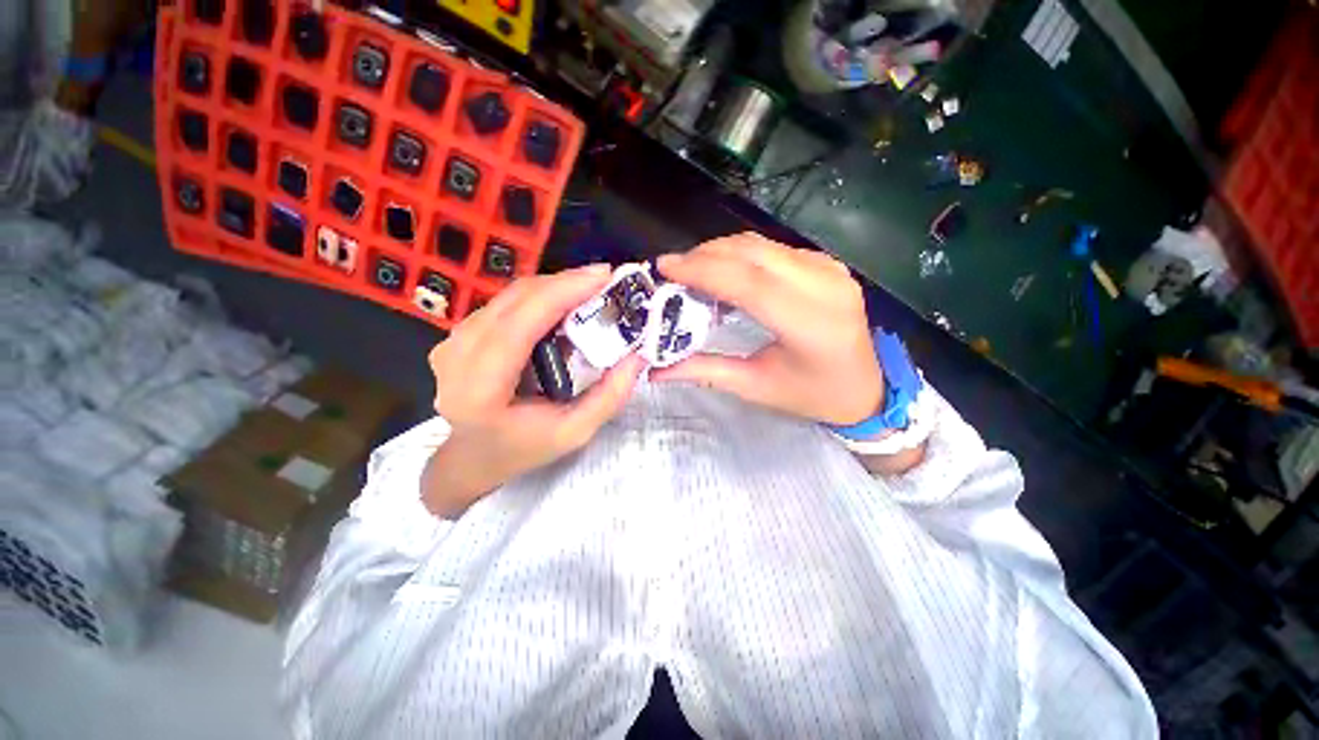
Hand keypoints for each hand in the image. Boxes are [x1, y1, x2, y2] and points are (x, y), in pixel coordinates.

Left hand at [422, 265, 645, 517]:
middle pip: (515, 300)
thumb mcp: (574, 433)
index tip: (603, 276)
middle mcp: (457, 356)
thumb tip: (638, 356)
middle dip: (565, 283)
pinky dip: (539, 298)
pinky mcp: (459, 334)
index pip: (519, 324)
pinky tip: (563, 306)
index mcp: (480, 388)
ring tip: (590, 291)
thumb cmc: (523, 449)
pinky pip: (505, 304)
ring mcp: (452, 341)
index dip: (561, 292)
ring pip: (510, 296)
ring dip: (554, 288)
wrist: (472, 458)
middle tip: (606, 280)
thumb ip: (609, 397)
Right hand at [653, 233, 882, 425]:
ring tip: (691, 271)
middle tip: (673, 270)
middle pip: (753, 253)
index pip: (748, 282)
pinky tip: (724, 272)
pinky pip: (774, 250)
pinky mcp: (827, 264)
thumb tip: (656, 371)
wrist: (866, 388)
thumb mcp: (756, 387)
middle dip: (705, 255)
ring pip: (762, 245)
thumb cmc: (811, 396)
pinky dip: (741, 256)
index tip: (665, 267)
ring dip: (720, 252)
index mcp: (810, 324)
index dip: (703, 270)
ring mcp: (830, 269)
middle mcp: (824, 285)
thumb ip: (705, 371)